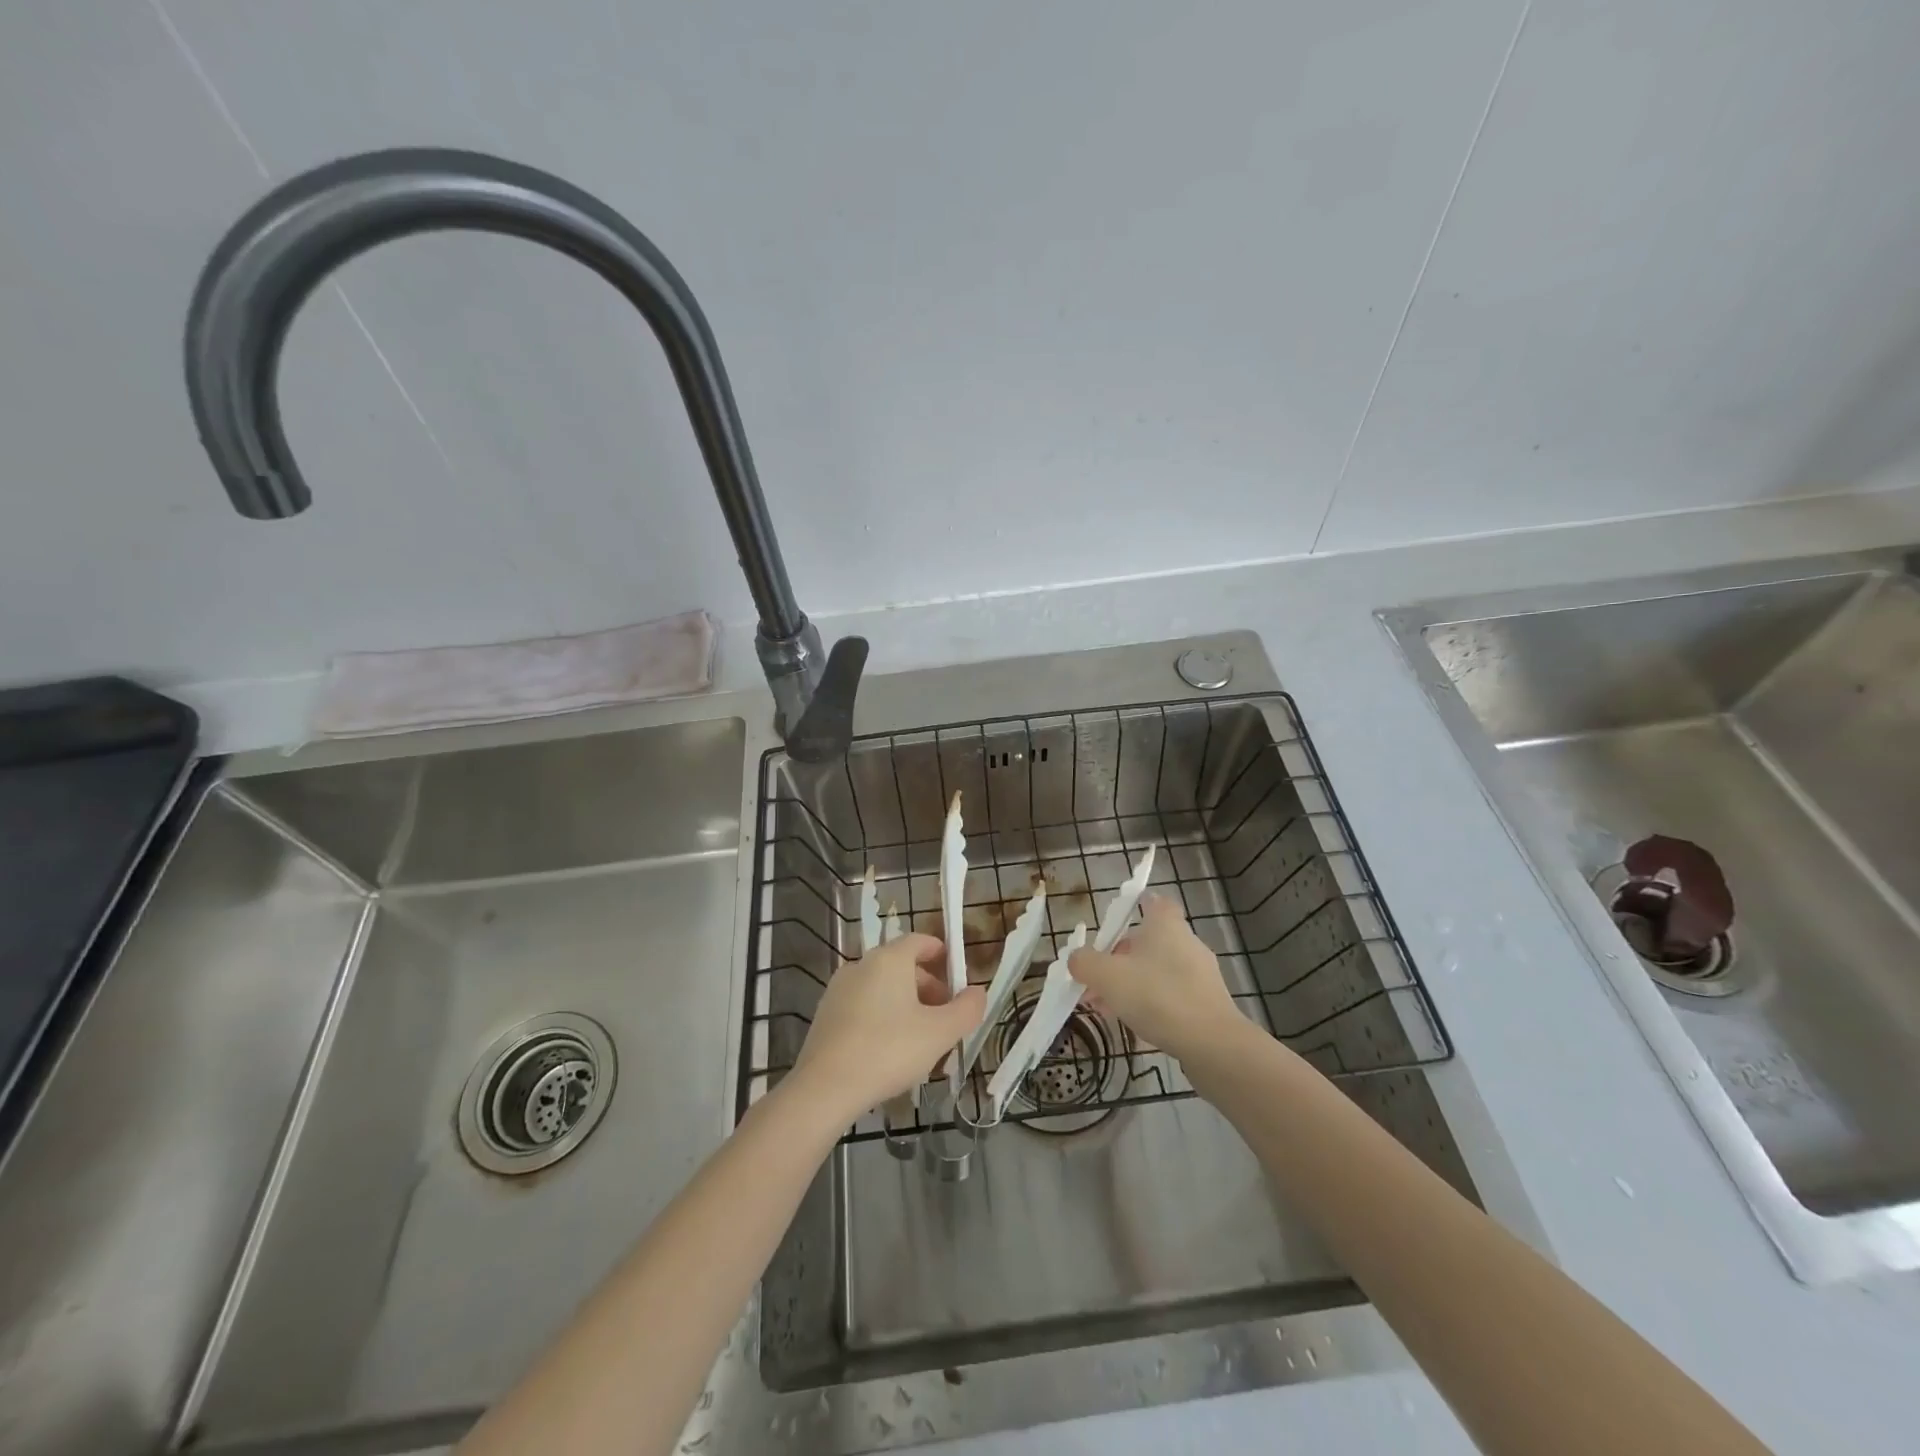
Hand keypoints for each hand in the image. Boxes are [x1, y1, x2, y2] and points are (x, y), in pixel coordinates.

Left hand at [790, 933, 985, 1121]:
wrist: (825, 1088)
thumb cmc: (888, 1051)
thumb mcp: (940, 1033)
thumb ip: (966, 1010)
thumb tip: (978, 992)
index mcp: (889, 959)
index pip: (921, 941)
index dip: (943, 955)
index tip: (958, 978)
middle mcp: (862, 965)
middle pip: (902, 966)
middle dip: (928, 987)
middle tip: (945, 1018)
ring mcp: (839, 989)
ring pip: (882, 988)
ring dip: (906, 1005)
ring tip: (922, 1039)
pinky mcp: (826, 1014)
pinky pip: (864, 1006)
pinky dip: (882, 1017)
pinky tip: (890, 1051)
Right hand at [1068, 893, 1244, 1060]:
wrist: (1213, 1044)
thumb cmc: (1158, 996)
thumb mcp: (1108, 976)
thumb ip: (1085, 962)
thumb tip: (1076, 958)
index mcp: (1165, 924)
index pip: (1153, 900)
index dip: (1134, 905)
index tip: (1114, 921)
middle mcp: (1186, 941)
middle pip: (1148, 940)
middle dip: (1119, 957)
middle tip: (1096, 978)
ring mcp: (1200, 973)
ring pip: (1157, 970)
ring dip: (1131, 983)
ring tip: (1106, 1007)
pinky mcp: (1207, 1002)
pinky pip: (1171, 993)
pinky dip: (1151, 1002)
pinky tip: (1134, 1023)